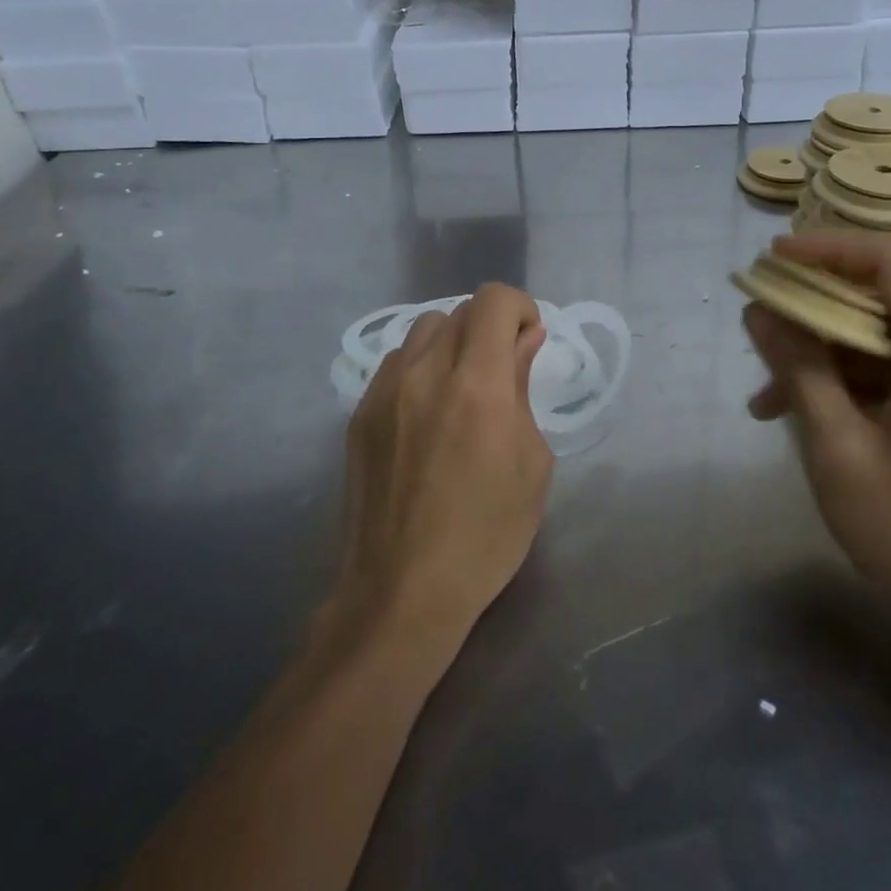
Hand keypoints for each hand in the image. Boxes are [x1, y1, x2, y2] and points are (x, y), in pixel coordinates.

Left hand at [334, 284, 552, 643]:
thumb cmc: (486, 534)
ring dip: (453, 342)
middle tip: (503, 369)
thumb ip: (524, 390)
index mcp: (477, 385)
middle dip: (490, 327)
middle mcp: (425, 373)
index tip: (529, 341)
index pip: (492, 301)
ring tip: (463, 386)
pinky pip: (395, 363)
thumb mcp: (531, 464)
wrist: (402, 590)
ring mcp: (384, 391)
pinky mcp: (360, 413)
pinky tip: (428, 410)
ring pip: (423, 330)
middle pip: (459, 311)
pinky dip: (421, 366)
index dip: (518, 308)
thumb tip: (525, 340)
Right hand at [742, 231, 890, 639]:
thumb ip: (799, 370)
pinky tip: (794, 411)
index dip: (829, 248)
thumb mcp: (839, 449)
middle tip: (761, 313)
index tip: (773, 259)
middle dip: (817, 297)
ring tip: (765, 387)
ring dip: (822, 346)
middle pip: (887, 290)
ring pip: (881, 331)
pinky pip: (889, 367)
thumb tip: (760, 311)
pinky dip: (842, 377)